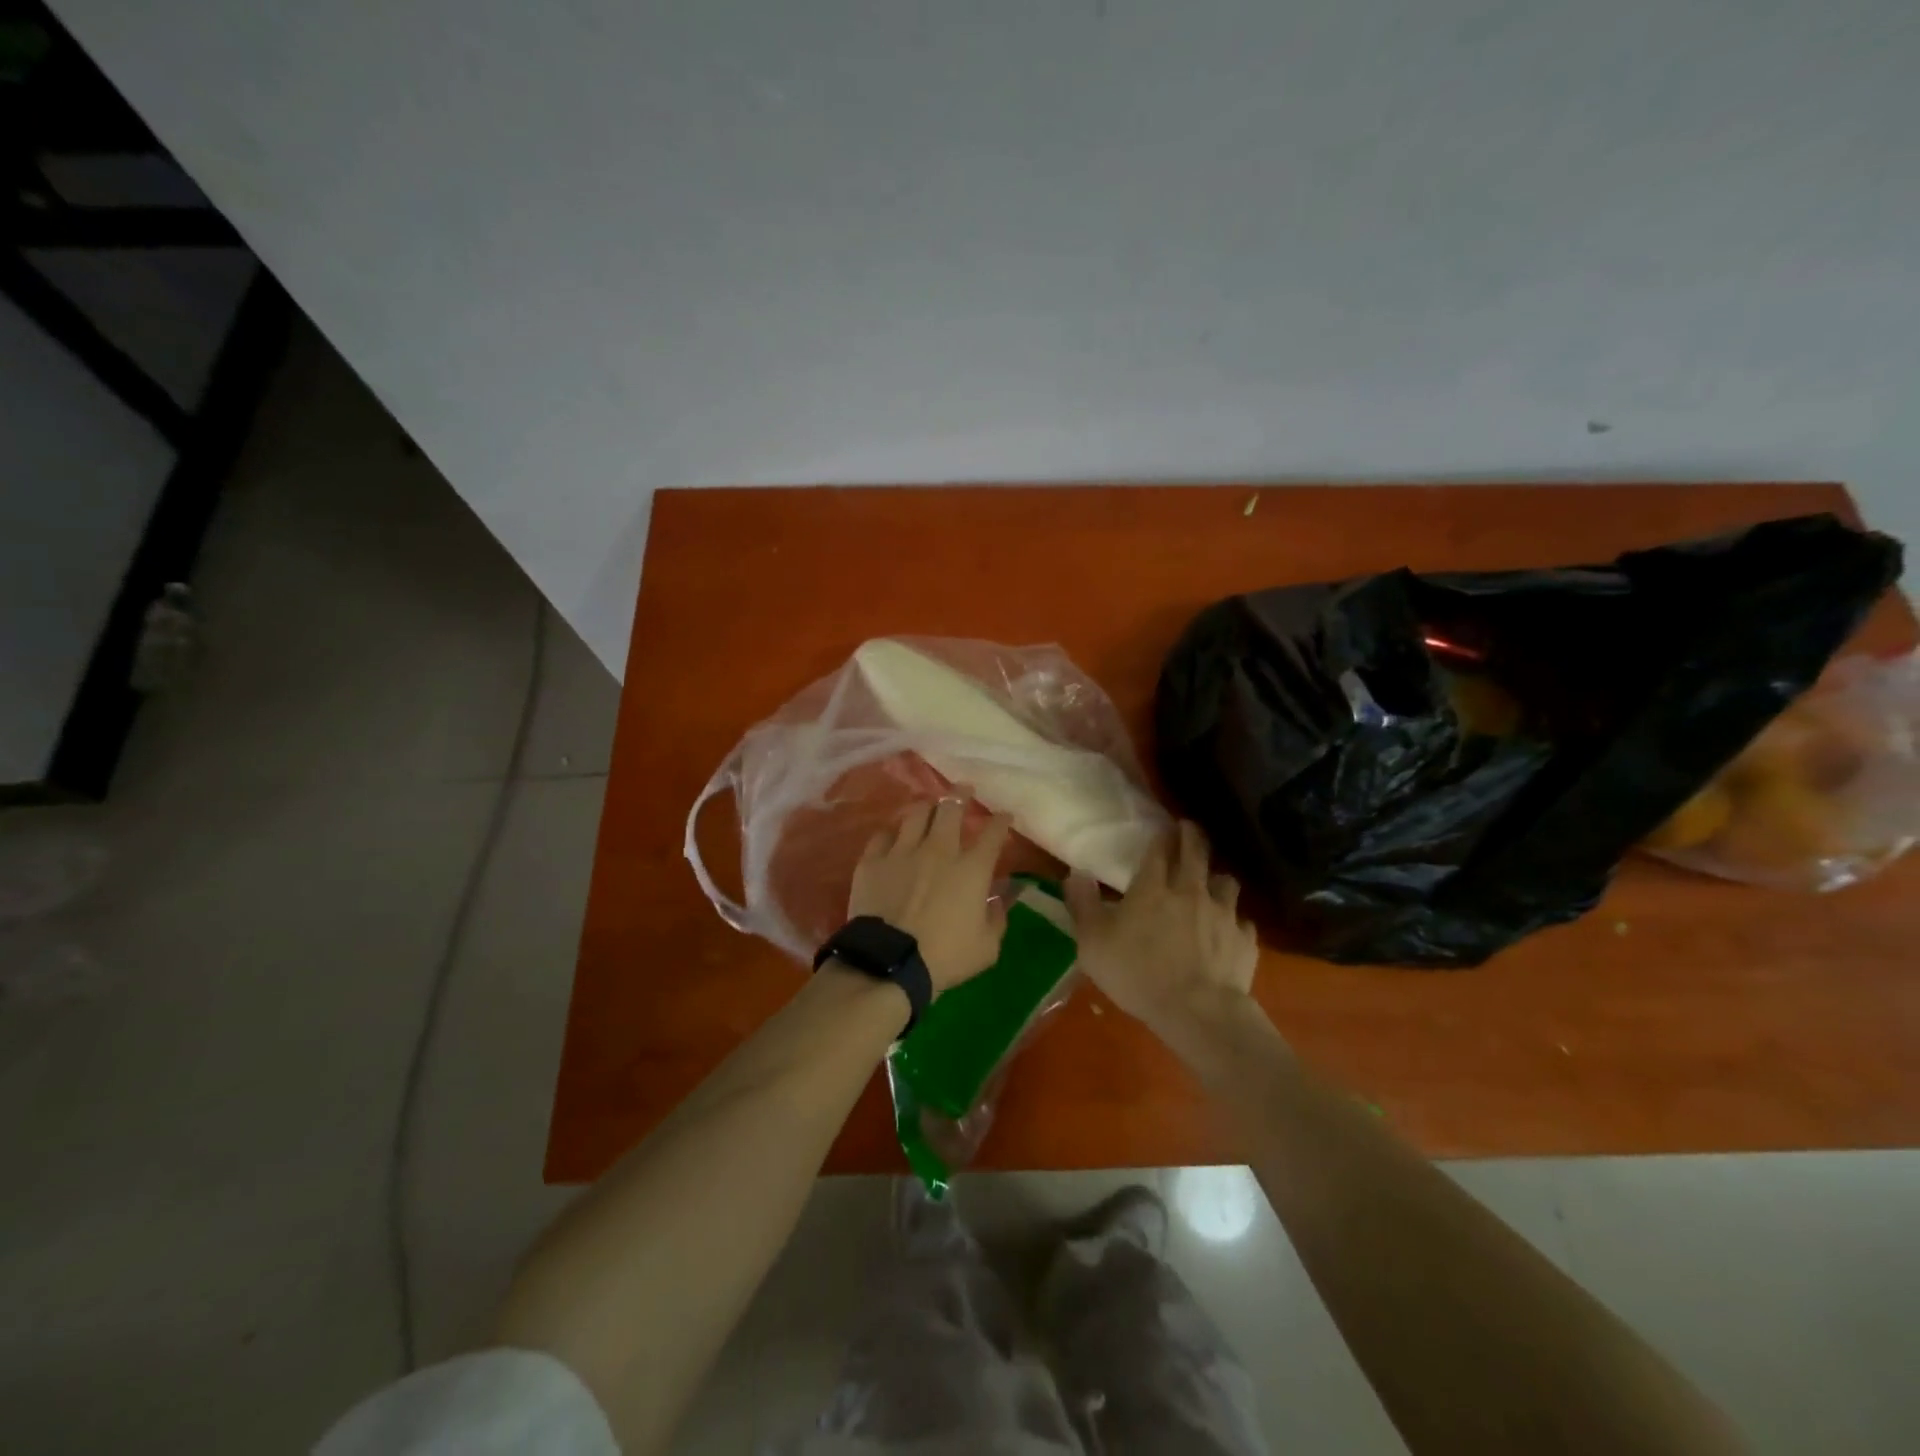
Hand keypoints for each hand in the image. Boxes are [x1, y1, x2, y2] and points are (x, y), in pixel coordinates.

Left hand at [849, 799, 1012, 991]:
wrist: (889, 962)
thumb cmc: (945, 957)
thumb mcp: (987, 947)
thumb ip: (998, 917)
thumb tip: (1001, 898)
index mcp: (971, 869)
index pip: (992, 833)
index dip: (1001, 821)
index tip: (1004, 815)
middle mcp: (939, 850)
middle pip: (951, 808)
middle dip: (961, 794)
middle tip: (964, 790)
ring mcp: (902, 851)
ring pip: (916, 813)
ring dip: (927, 807)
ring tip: (929, 805)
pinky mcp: (872, 861)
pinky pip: (883, 835)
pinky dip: (892, 833)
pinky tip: (894, 836)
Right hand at [1065, 821, 1259, 1036]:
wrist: (1198, 1012)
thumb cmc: (1137, 974)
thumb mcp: (1093, 943)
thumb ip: (1083, 905)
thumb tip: (1075, 872)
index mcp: (1152, 889)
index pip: (1158, 850)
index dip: (1161, 836)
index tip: (1164, 826)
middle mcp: (1191, 892)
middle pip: (1196, 853)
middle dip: (1192, 836)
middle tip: (1189, 828)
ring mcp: (1223, 914)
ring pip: (1226, 882)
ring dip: (1217, 878)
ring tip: (1213, 881)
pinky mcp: (1245, 940)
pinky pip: (1243, 921)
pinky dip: (1235, 921)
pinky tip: (1229, 930)